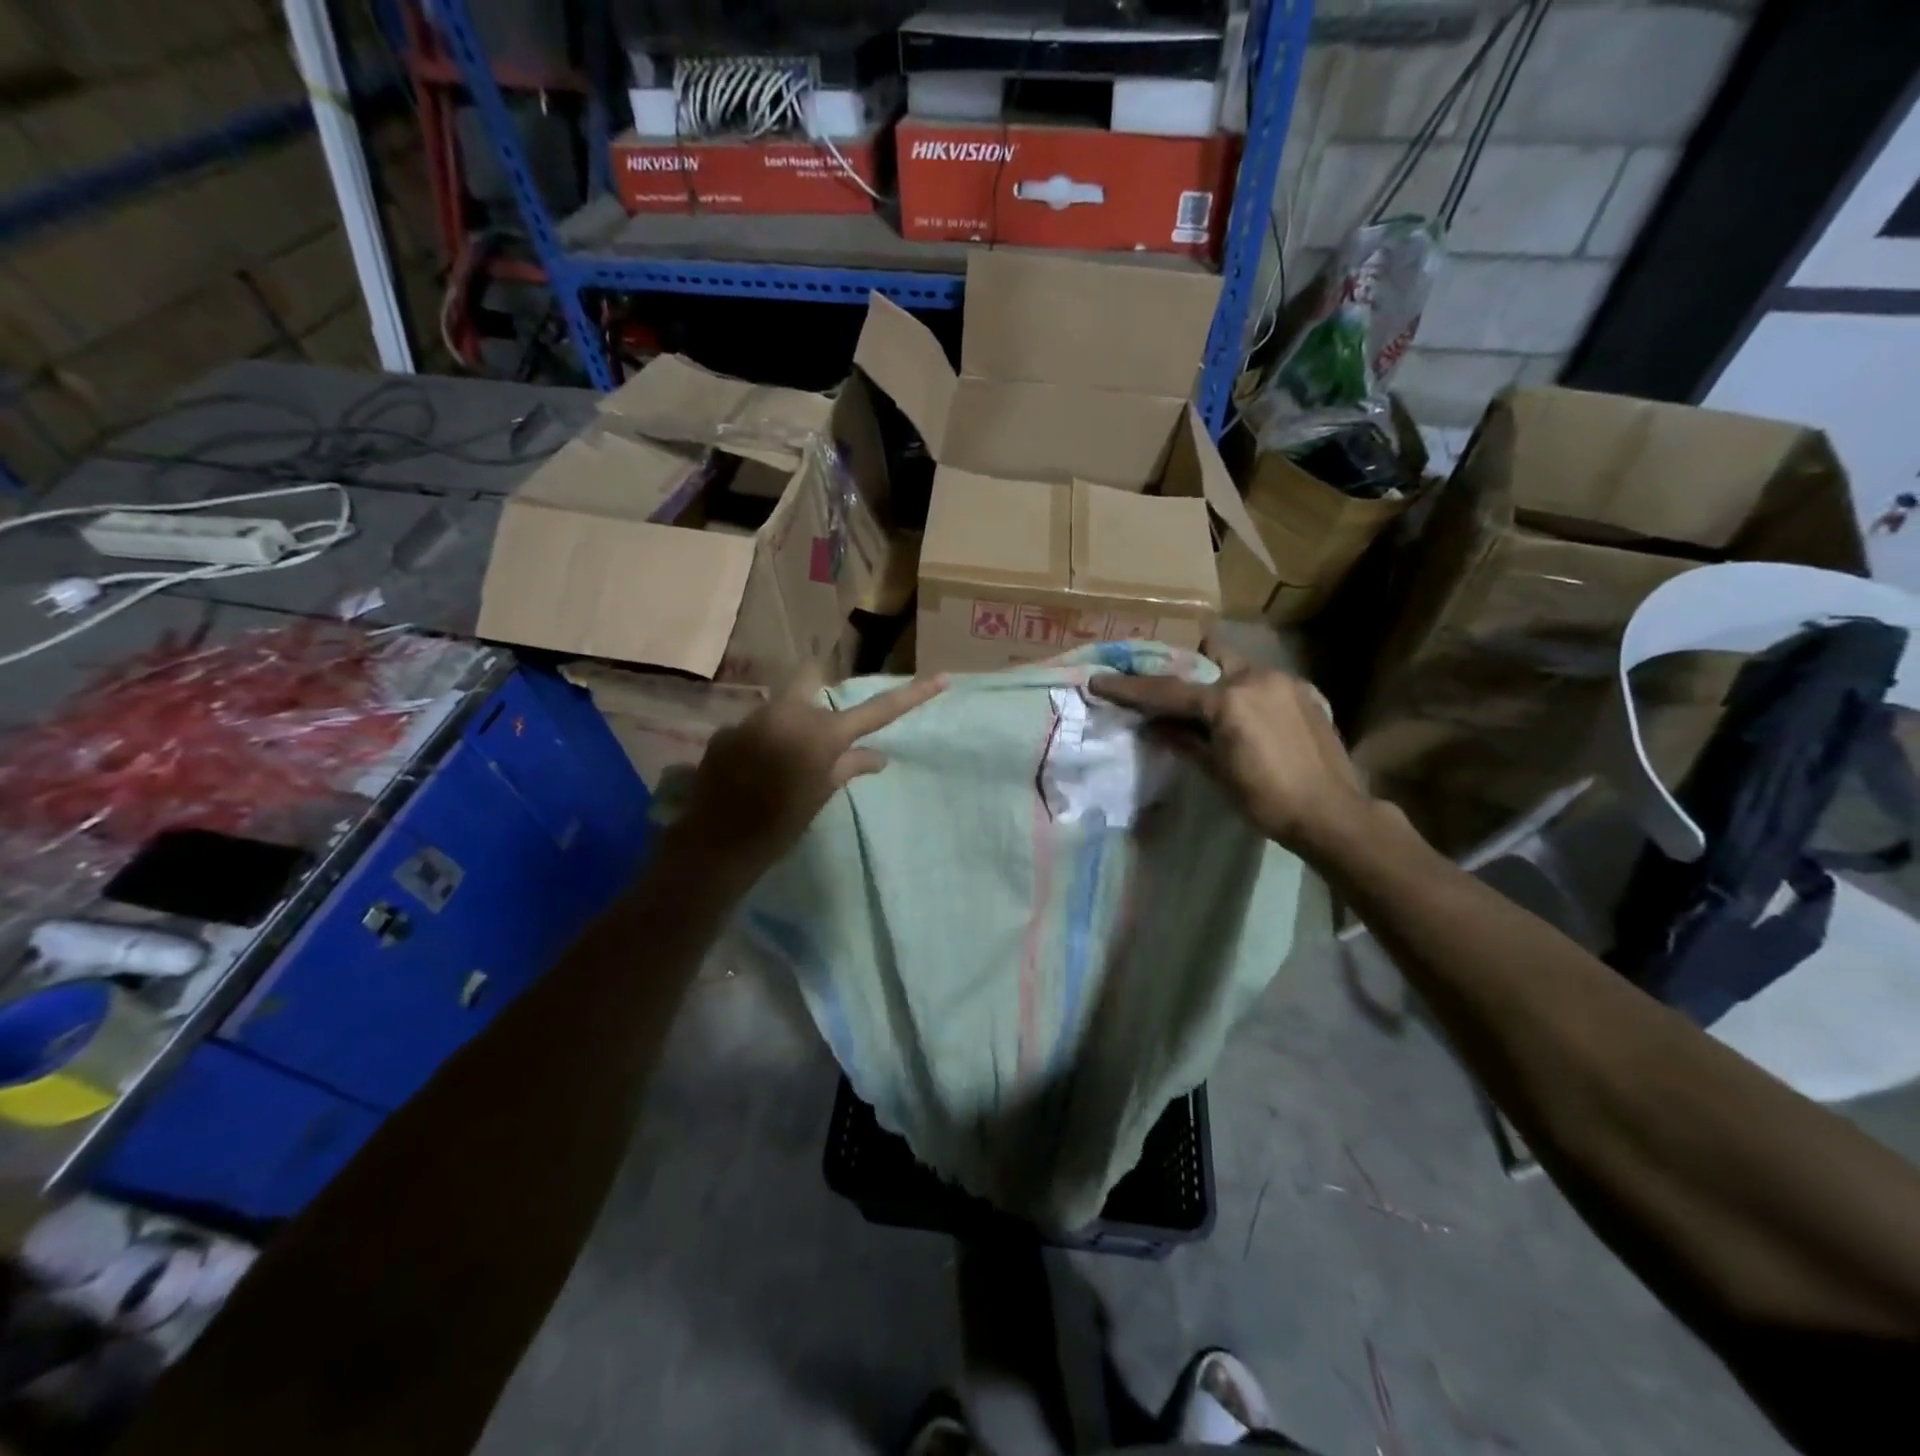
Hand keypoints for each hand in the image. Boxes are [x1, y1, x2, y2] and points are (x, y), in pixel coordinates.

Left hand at [675, 666, 944, 880]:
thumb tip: (878, 756)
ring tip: (782, 761)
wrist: (719, 842)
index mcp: (823, 734)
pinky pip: (755, 726)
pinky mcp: (727, 730)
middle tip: (818, 724)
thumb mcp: (821, 796)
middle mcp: (790, 713)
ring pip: (781, 705)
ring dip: (789, 723)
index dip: (911, 695)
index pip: (877, 710)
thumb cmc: (782, 824)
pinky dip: (763, 741)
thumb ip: (849, 767)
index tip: (941, 679)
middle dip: (819, 688)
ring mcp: (754, 718)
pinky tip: (754, 771)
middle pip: (810, 676)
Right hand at [1088, 645, 1374, 855]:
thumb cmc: (1266, 800)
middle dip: (1188, 669)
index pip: (1168, 690)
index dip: (1130, 688)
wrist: (1333, 813)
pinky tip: (1251, 724)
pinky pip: (1263, 682)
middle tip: (1175, 695)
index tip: (1099, 681)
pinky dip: (1247, 695)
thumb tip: (1153, 724)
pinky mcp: (1306, 692)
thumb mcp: (1215, 771)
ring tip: (1216, 717)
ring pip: (1238, 667)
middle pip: (1209, 656)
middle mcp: (1256, 678)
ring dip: (1220, 684)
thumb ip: (1182, 740)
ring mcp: (1284, 681)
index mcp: (1228, 700)